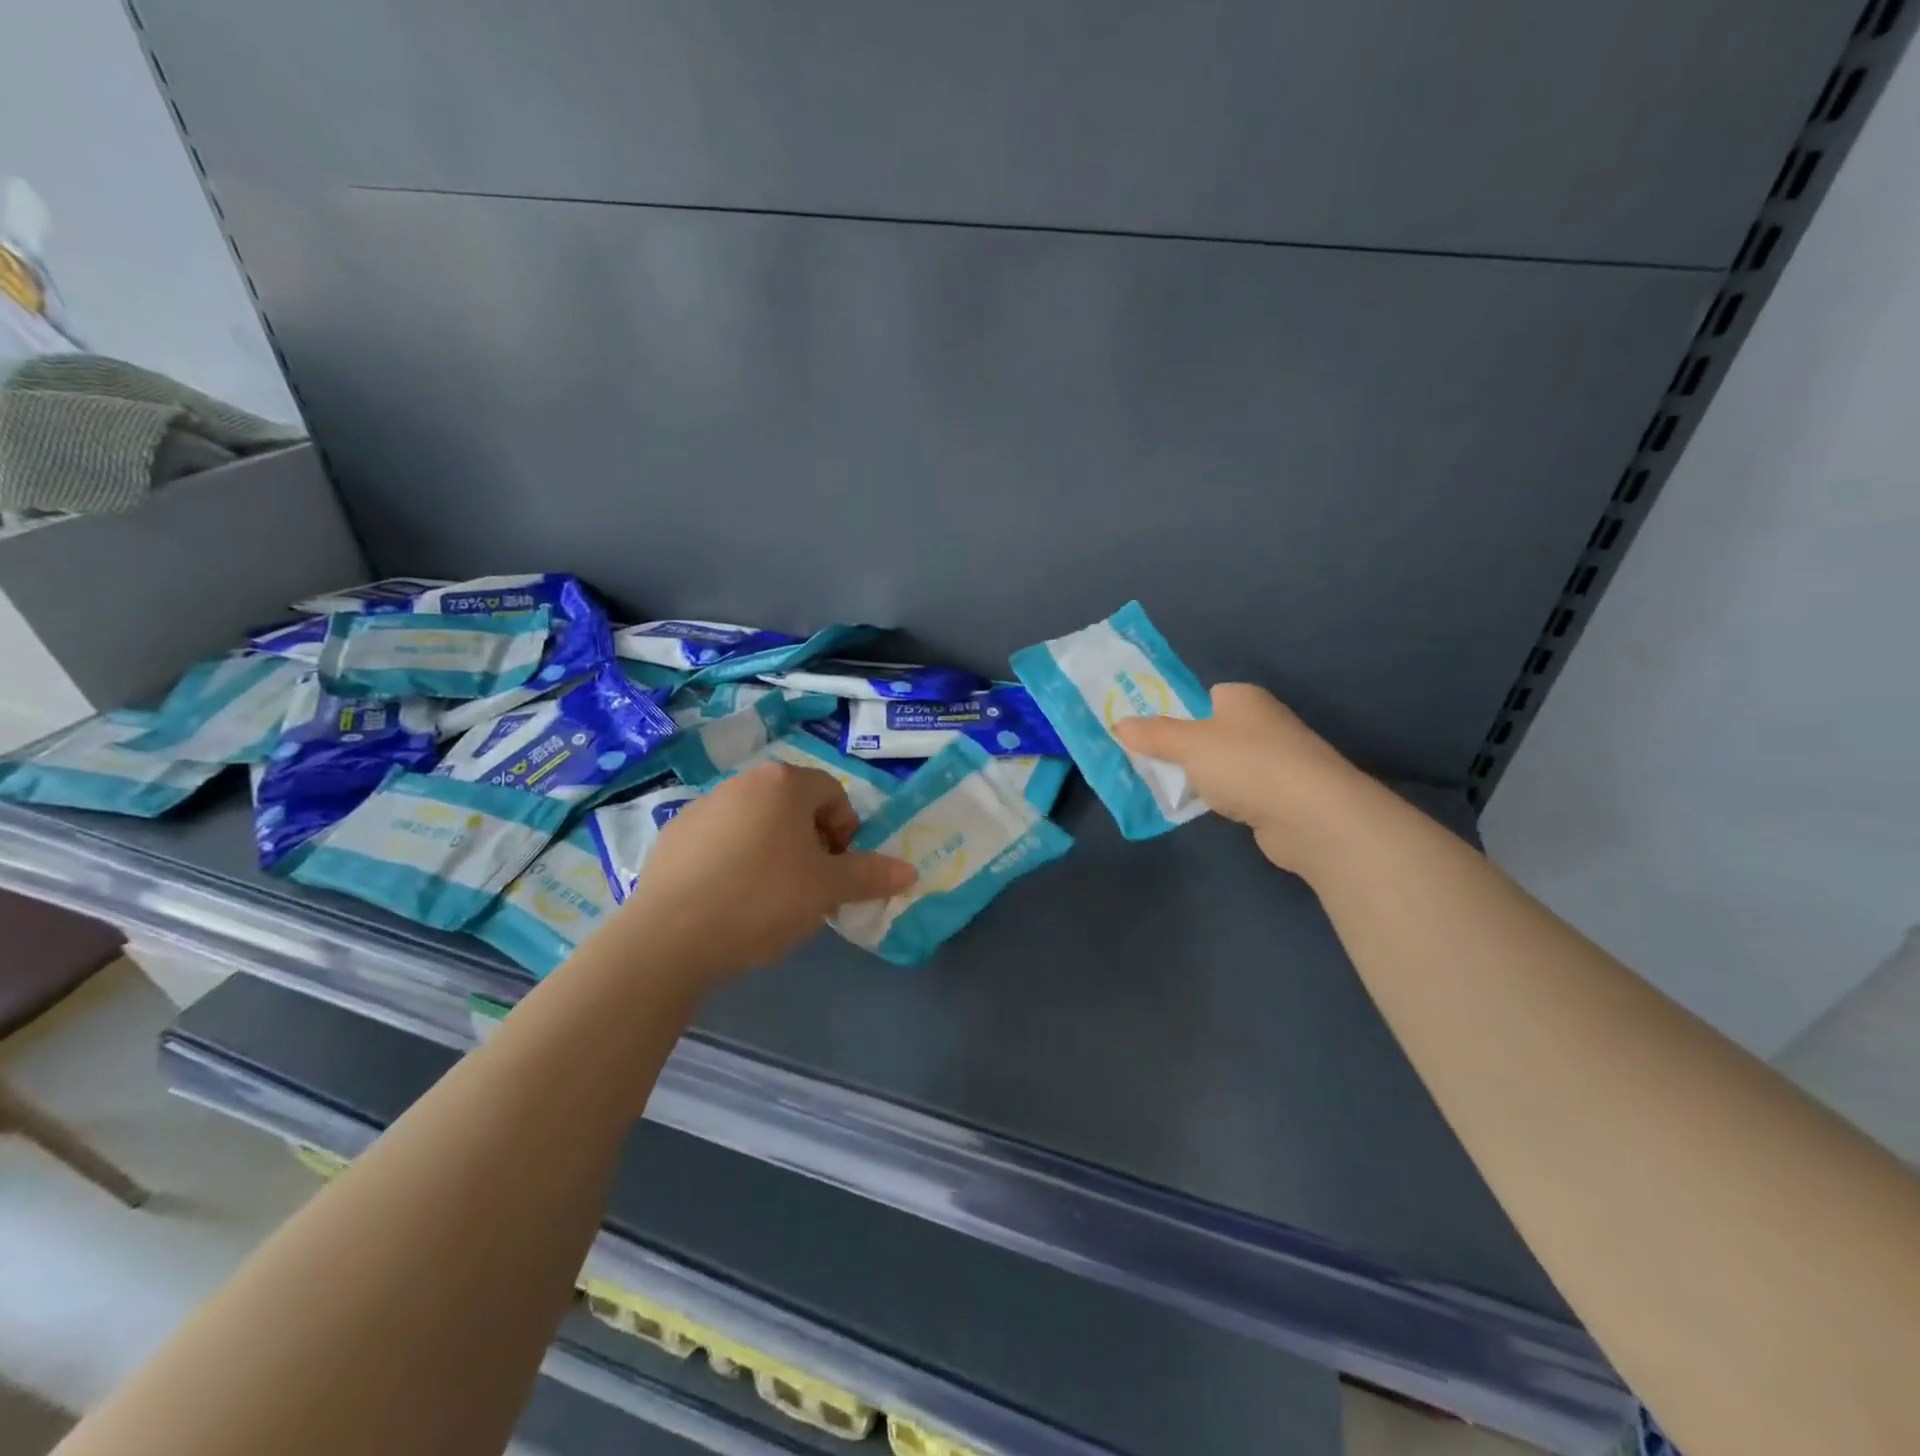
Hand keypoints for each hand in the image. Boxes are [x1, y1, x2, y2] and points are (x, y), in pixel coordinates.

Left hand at [620, 762, 915, 979]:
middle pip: (793, 806)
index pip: (833, 794)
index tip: (837, 870)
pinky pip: (721, 841)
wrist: (669, 937)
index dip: (846, 832)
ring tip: (768, 898)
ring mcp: (702, 806)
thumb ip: (870, 875)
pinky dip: (735, 860)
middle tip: (809, 886)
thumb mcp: (826, 890)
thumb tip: (909, 871)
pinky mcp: (673, 835)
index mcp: (782, 783)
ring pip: (756, 823)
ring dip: (774, 851)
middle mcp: (742, 782)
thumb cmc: (762, 900)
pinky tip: (729, 900)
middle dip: (811, 842)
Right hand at [1113, 684, 1370, 874]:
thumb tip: (1120, 724)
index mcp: (1243, 698)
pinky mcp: (1279, 796)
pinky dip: (1220, 799)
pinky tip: (1202, 810)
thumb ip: (1153, 735)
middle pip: (1211, 731)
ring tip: (1166, 788)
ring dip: (1200, 776)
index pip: (1204, 697)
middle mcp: (1262, 723)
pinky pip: (1237, 791)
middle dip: (1182, 747)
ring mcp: (1274, 761)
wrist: (1311, 815)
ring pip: (1223, 764)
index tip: (1147, 732)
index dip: (1176, 711)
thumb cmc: (1246, 764)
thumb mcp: (1188, 744)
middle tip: (1147, 762)